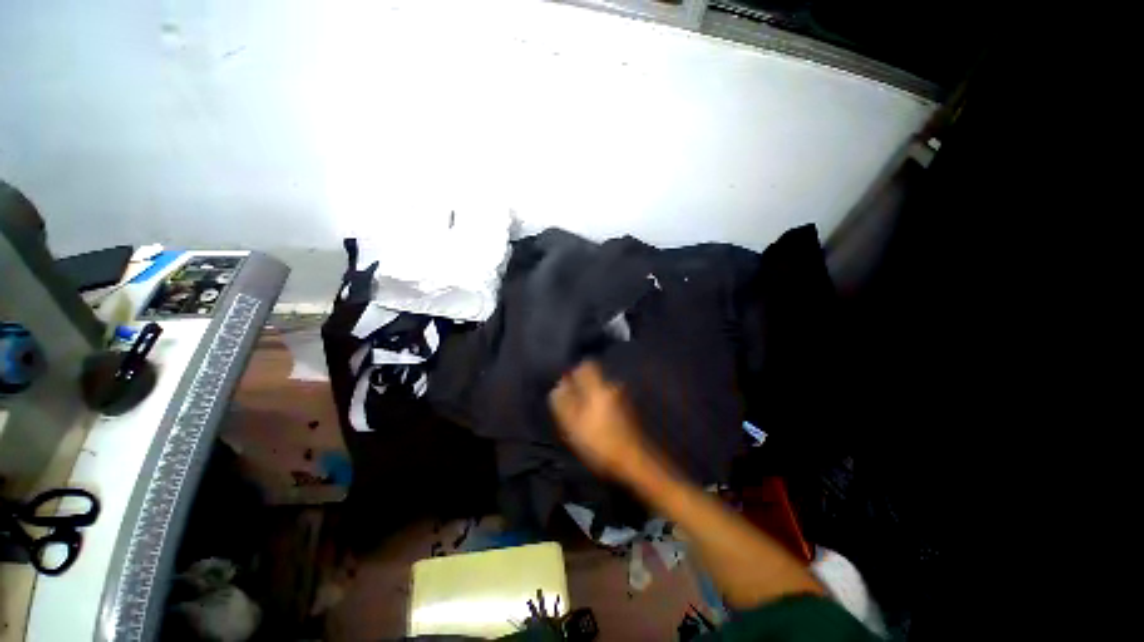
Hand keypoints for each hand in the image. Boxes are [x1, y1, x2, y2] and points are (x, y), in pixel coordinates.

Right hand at [549, 361, 644, 478]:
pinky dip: (603, 407)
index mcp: (599, 388)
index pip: (587, 365)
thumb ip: (564, 402)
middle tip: (574, 407)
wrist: (635, 460)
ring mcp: (625, 397)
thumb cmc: (600, 443)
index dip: (575, 372)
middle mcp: (614, 387)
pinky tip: (600, 425)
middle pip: (595, 378)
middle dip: (583, 388)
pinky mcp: (631, 408)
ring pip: (602, 390)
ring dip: (593, 399)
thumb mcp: (574, 425)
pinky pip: (611, 400)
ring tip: (586, 419)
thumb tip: (558, 385)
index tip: (568, 385)